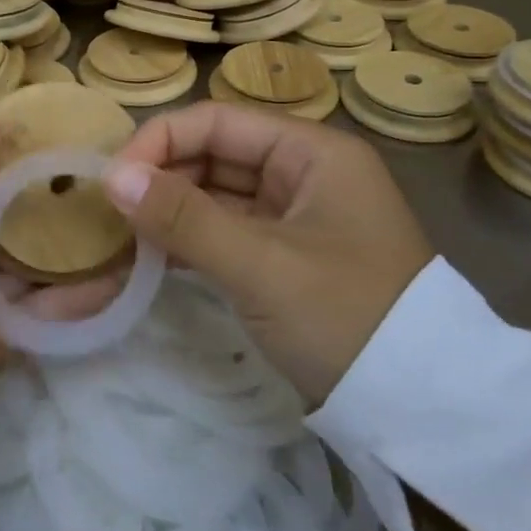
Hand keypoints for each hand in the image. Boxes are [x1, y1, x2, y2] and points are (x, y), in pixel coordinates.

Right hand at [103, 102, 434, 403]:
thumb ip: (184, 218)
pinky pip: (226, 230)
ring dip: (170, 210)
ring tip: (121, 233)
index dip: (160, 141)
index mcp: (311, 152)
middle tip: (109, 211)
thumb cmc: (345, 317)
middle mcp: (303, 172)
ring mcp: (294, 215)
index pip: (218, 122)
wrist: (421, 409)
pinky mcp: (284, 255)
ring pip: (216, 194)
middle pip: (215, 154)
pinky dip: (189, 239)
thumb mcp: (260, 266)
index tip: (112, 179)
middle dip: (161, 177)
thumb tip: (111, 177)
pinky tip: (151, 253)